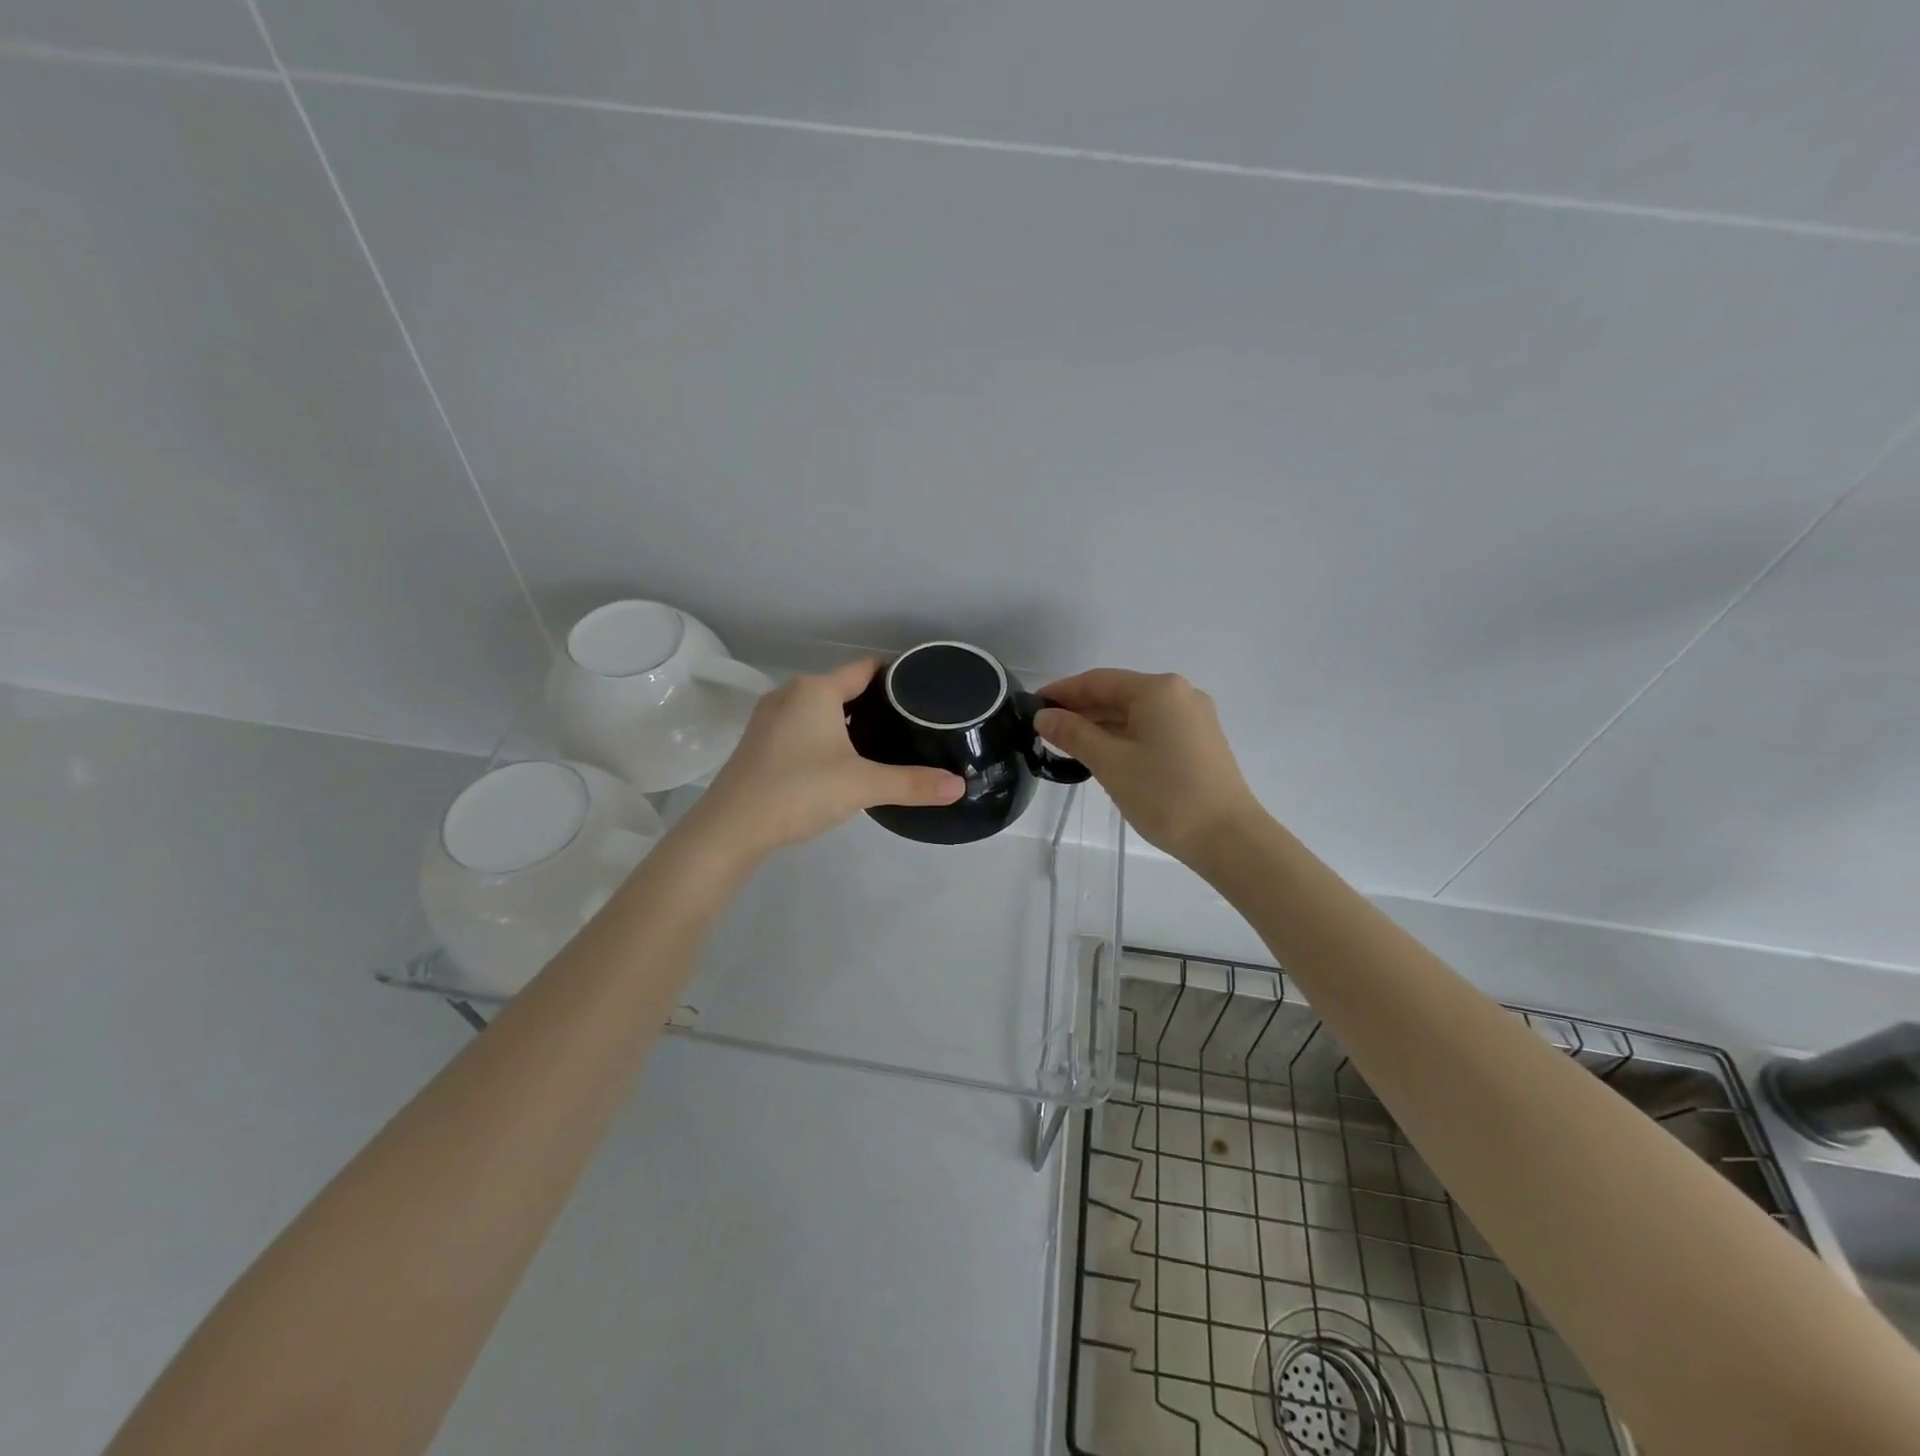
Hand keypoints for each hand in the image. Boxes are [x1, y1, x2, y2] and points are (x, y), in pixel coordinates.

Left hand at [682, 659, 963, 863]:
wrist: (730, 828)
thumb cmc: (798, 791)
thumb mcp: (862, 785)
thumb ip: (912, 783)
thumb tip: (959, 786)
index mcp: (816, 690)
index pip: (865, 669)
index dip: (896, 676)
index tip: (924, 690)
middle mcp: (790, 694)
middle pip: (843, 687)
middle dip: (875, 701)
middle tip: (912, 721)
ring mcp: (769, 719)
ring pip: (820, 708)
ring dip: (848, 719)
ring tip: (883, 739)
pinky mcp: (760, 743)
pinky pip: (802, 726)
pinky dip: (826, 733)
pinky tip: (841, 759)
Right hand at [1035, 670, 1260, 864]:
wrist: (1229, 838)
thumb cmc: (1165, 795)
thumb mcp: (1111, 763)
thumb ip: (1074, 734)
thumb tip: (1044, 716)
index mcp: (1158, 690)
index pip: (1098, 681)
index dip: (1063, 692)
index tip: (1032, 706)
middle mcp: (1179, 694)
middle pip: (1118, 694)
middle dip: (1081, 710)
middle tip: (1045, 730)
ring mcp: (1194, 718)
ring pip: (1135, 713)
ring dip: (1101, 725)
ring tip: (1067, 744)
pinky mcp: (1200, 742)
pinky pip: (1152, 729)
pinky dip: (1124, 737)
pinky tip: (1103, 755)